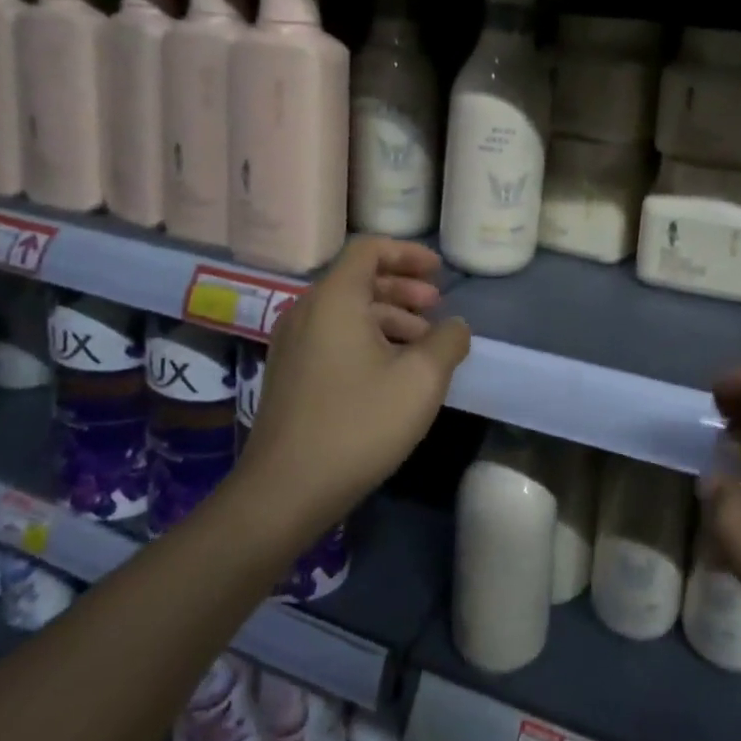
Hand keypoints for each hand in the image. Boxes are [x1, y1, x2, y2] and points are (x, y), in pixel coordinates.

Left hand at [235, 237, 470, 534]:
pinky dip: (367, 338)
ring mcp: (292, 344)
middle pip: (358, 279)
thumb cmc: (358, 424)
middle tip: (436, 306)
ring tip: (424, 343)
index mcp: (334, 299)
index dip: (408, 253)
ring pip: (347, 311)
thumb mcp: (421, 379)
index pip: (369, 249)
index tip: (439, 272)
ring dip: (389, 316)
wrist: (285, 491)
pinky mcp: (290, 373)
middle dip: (403, 287)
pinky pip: (333, 336)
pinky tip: (392, 370)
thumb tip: (455, 326)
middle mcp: (307, 311)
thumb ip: (448, 341)